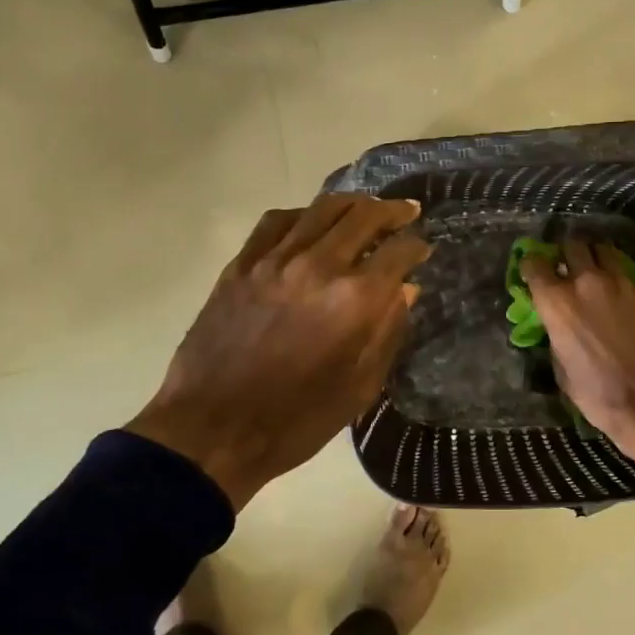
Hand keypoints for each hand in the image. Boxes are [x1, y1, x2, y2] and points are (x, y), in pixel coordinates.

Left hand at [127, 194, 430, 508]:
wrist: (212, 431)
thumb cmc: (295, 421)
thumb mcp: (358, 388)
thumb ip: (387, 332)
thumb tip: (406, 290)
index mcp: (354, 301)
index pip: (398, 253)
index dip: (417, 247)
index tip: (423, 249)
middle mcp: (318, 267)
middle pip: (363, 217)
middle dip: (392, 211)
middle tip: (406, 212)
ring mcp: (274, 261)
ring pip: (321, 209)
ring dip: (352, 204)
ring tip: (365, 208)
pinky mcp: (241, 265)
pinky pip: (277, 222)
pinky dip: (303, 214)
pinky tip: (311, 222)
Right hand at [521, 237, 634, 483]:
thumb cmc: (595, 393)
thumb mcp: (560, 365)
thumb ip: (555, 332)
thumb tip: (558, 323)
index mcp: (556, 302)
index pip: (534, 263)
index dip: (532, 264)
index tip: (535, 271)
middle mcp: (586, 282)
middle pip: (572, 245)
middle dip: (567, 253)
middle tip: (569, 266)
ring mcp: (621, 283)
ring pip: (605, 251)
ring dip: (597, 258)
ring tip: (598, 271)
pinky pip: (631, 277)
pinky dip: (625, 283)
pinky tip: (627, 299)